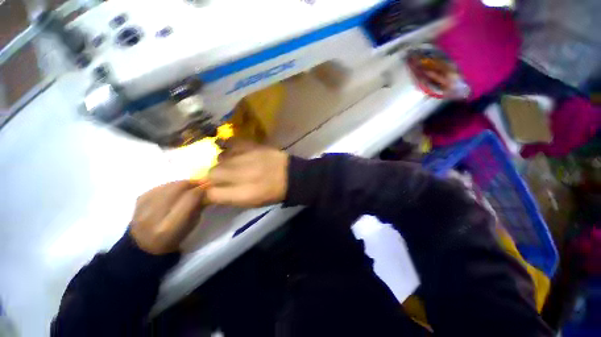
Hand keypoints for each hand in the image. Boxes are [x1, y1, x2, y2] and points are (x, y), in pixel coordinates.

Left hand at [130, 181, 206, 254]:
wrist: (144, 246)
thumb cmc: (174, 238)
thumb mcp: (192, 225)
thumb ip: (198, 207)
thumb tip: (205, 190)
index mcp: (170, 227)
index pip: (190, 198)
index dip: (201, 190)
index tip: (208, 187)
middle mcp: (154, 216)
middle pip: (177, 188)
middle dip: (192, 184)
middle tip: (200, 184)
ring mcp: (142, 207)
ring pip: (168, 185)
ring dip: (181, 184)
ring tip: (188, 187)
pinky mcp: (137, 201)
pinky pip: (158, 187)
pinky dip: (169, 186)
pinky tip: (173, 191)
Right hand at [206, 140, 288, 207]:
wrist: (291, 176)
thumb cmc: (273, 193)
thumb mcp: (252, 203)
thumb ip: (230, 198)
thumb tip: (211, 193)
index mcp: (244, 194)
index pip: (212, 193)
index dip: (209, 193)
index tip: (211, 191)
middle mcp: (242, 175)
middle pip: (212, 173)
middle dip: (214, 177)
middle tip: (223, 178)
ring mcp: (247, 158)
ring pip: (220, 158)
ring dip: (222, 163)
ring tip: (232, 165)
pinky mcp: (253, 146)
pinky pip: (231, 144)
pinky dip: (229, 149)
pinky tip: (234, 153)